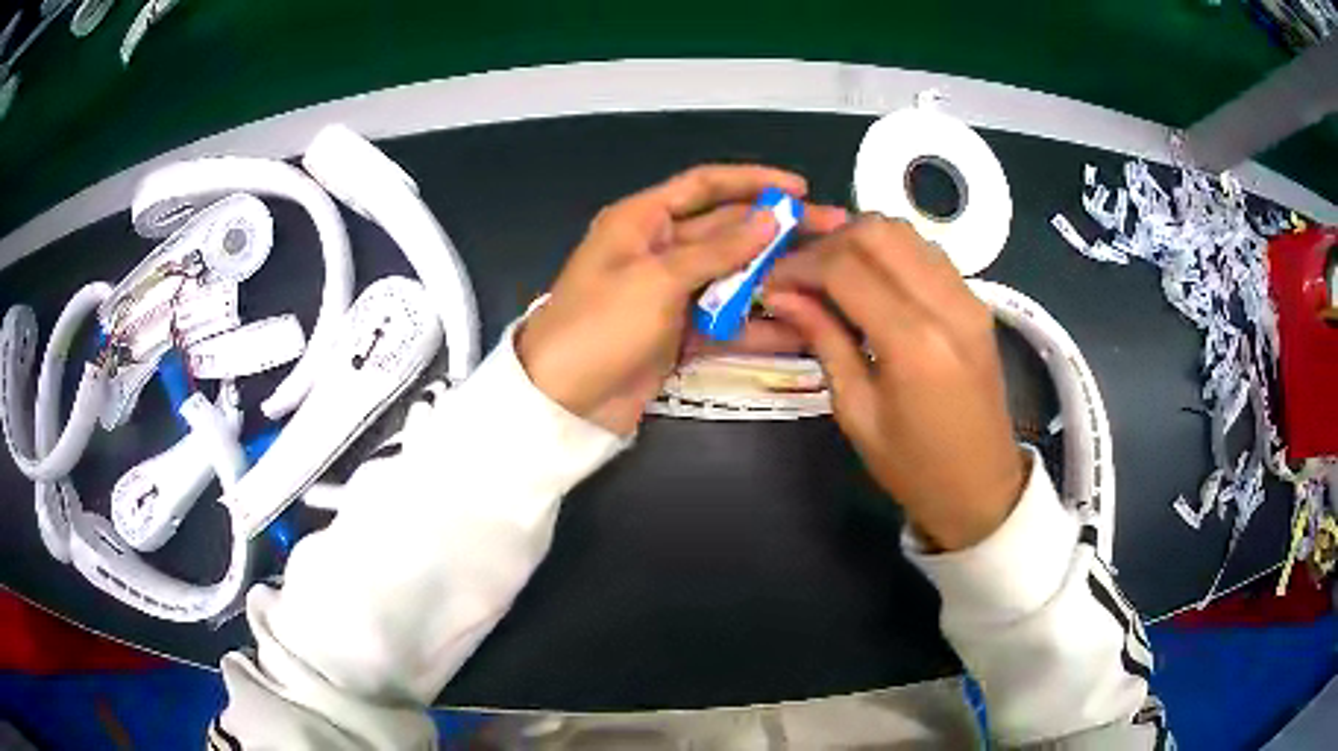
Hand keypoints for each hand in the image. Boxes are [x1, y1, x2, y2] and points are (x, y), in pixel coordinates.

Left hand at [516, 165, 848, 435]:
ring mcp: (673, 293)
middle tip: (833, 231)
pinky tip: (801, 326)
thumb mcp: (657, 278)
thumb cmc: (601, 325)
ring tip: (827, 278)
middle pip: (728, 230)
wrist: (564, 402)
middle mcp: (660, 248)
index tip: (800, 188)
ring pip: (734, 276)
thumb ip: (718, 250)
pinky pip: (727, 319)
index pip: (704, 185)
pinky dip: (759, 323)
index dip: (752, 181)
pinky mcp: (681, 332)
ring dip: (776, 276)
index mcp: (643, 220)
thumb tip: (771, 218)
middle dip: (778, 230)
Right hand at [765, 216, 1027, 551]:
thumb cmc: (913, 468)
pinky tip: (871, 282)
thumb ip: (823, 340)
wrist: (981, 487)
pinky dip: (891, 253)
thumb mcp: (856, 412)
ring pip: (904, 231)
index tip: (772, 282)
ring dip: (860, 241)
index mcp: (913, 343)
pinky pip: (926, 252)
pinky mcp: (977, 301)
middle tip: (800, 274)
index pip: (845, 268)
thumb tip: (782, 295)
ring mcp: (969, 297)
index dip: (799, 266)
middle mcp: (946, 304)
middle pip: (877, 231)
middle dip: (828, 243)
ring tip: (831, 274)